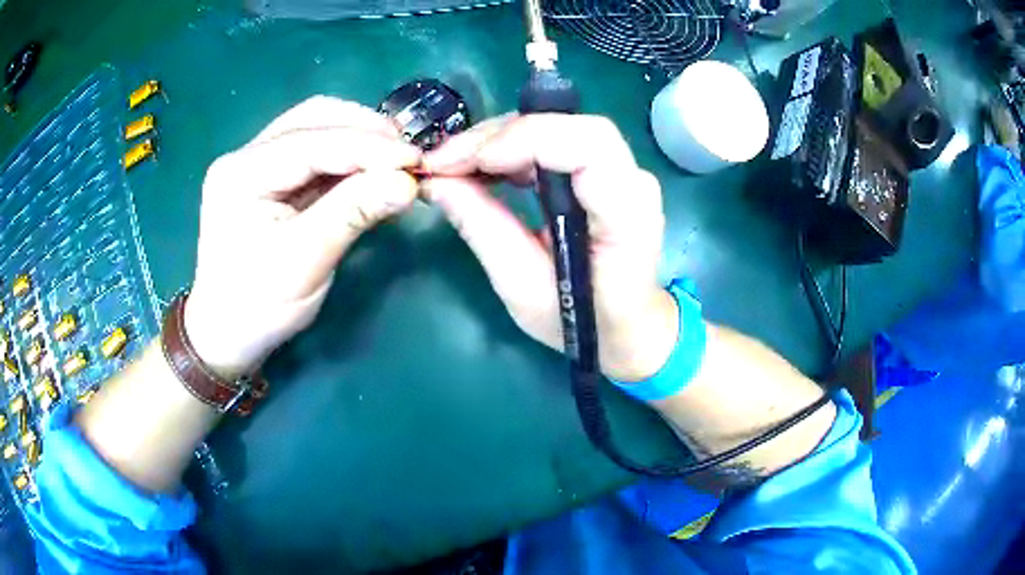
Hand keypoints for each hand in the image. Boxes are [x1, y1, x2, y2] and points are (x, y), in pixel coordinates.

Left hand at [185, 96, 421, 378]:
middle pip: (314, 118)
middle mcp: (245, 155)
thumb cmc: (258, 307)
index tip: (415, 159)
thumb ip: (354, 213)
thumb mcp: (306, 263)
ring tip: (394, 160)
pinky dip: (347, 156)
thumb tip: (408, 183)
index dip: (368, 146)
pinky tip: (370, 170)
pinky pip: (314, 151)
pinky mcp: (268, 175)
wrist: (227, 332)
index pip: (312, 141)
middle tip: (406, 155)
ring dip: (359, 138)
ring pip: (316, 128)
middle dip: (365, 131)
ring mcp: (255, 162)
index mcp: (242, 174)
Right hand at [422, 114, 677, 381]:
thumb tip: (437, 183)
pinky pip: (554, 141)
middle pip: (566, 125)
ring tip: (452, 164)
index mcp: (627, 216)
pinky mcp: (603, 170)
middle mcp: (633, 181)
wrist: (627, 326)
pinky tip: (480, 166)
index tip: (471, 163)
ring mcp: (622, 170)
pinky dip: (511, 146)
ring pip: (556, 125)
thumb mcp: (523, 289)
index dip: (525, 139)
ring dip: (498, 138)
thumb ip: (483, 230)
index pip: (588, 145)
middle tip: (442, 161)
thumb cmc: (582, 321)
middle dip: (497, 136)